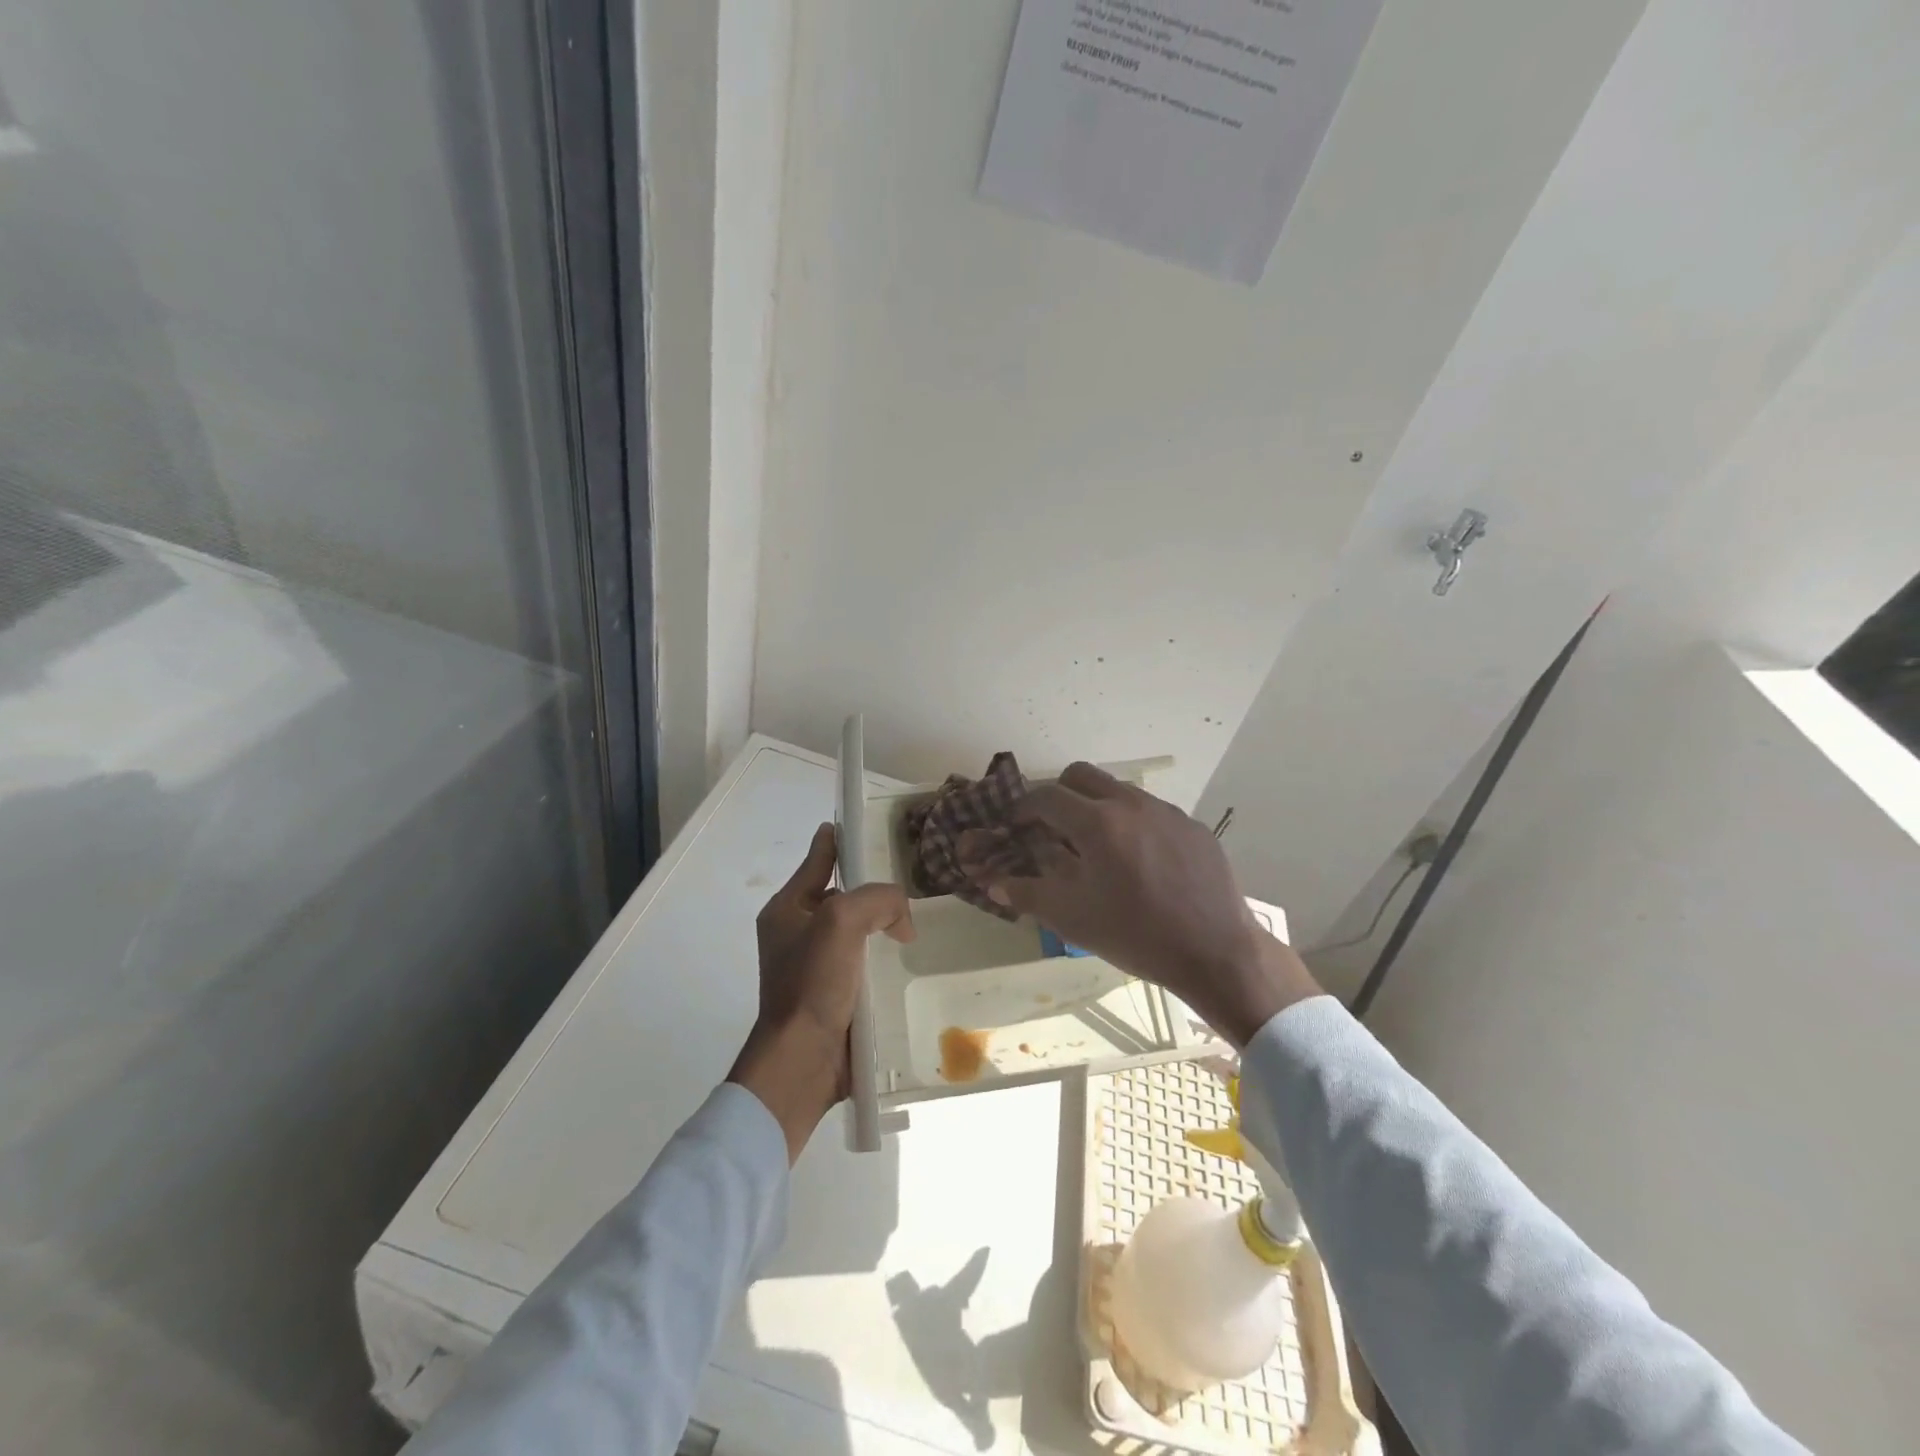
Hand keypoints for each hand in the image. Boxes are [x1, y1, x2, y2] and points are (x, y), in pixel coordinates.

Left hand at [729, 823, 914, 1161]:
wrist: (803, 1062)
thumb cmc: (813, 983)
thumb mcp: (841, 921)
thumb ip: (876, 898)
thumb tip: (900, 919)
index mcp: (787, 909)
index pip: (818, 859)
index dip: (839, 840)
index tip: (864, 824)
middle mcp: (798, 933)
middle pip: (842, 895)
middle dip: (872, 889)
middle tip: (910, 883)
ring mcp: (816, 967)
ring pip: (858, 931)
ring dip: (883, 928)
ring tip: (918, 922)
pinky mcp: (835, 996)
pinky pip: (865, 964)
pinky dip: (884, 959)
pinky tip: (909, 960)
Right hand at [960, 764, 1319, 1045]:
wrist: (1217, 953)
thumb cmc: (1136, 936)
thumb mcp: (1072, 919)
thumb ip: (1027, 893)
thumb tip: (992, 881)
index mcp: (1097, 823)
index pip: (1046, 796)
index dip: (1023, 808)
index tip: (1016, 826)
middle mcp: (1131, 804)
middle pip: (1081, 775)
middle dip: (1058, 793)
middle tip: (1052, 827)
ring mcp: (1167, 812)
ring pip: (1118, 790)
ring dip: (1096, 806)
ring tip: (1097, 848)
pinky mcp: (1193, 826)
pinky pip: (1151, 811)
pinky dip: (1132, 824)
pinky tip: (1140, 863)